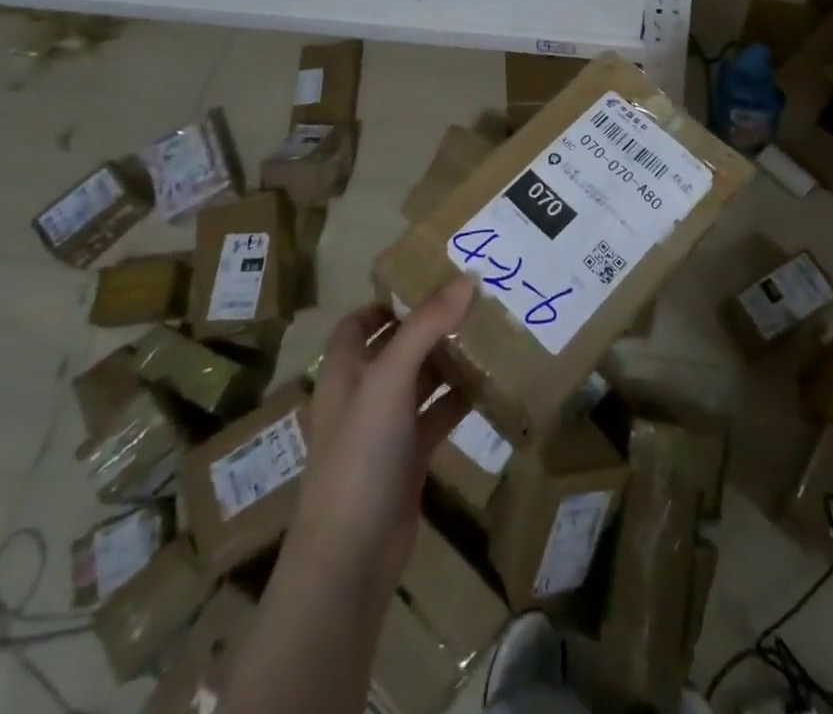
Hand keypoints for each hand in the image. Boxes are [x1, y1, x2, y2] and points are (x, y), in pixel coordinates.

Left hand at [285, 276, 475, 594]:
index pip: (358, 322)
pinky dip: (458, 400)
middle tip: (472, 303)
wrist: (350, 555)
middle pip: (395, 347)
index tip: (428, 282)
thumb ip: (426, 327)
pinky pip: (436, 417)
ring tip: (487, 334)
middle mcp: (362, 393)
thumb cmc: (360, 454)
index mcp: (344, 370)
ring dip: (447, 361)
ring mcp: (385, 428)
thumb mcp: (390, 379)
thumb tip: (467, 279)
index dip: (387, 302)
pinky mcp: (408, 458)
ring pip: (419, 382)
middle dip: (428, 326)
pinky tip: (488, 386)